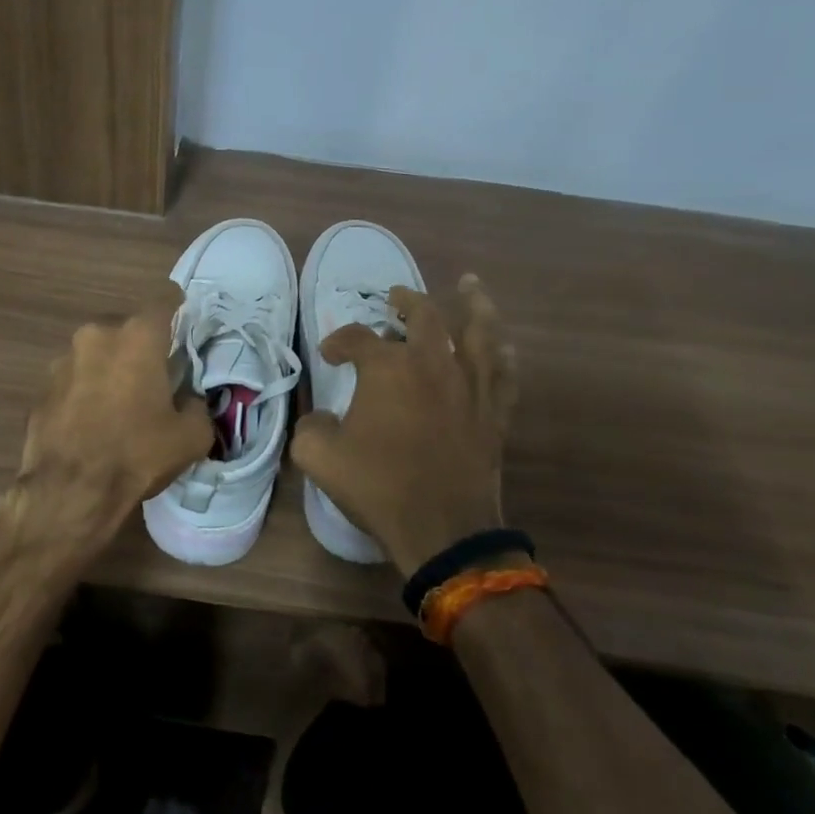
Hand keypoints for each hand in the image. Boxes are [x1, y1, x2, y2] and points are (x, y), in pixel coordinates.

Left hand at [5, 282, 212, 557]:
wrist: (69, 491)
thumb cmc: (137, 454)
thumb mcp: (191, 436)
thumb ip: (197, 406)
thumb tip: (188, 401)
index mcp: (138, 335)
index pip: (165, 298)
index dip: (179, 309)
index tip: (186, 329)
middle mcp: (97, 335)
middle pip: (128, 327)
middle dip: (142, 346)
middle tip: (156, 377)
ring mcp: (63, 359)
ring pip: (97, 352)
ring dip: (111, 368)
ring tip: (121, 404)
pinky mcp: (42, 387)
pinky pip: (74, 379)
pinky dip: (86, 391)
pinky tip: (93, 423)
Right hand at [290, 275, 517, 575]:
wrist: (442, 528)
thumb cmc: (379, 486)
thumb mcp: (319, 457)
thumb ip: (311, 428)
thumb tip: (322, 419)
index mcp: (387, 368)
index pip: (357, 338)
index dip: (338, 342)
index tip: (330, 356)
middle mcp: (432, 364)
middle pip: (423, 317)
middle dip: (406, 302)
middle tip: (396, 298)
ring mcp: (469, 386)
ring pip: (478, 332)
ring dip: (473, 305)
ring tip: (470, 286)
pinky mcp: (493, 412)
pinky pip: (503, 372)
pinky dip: (502, 353)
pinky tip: (502, 344)